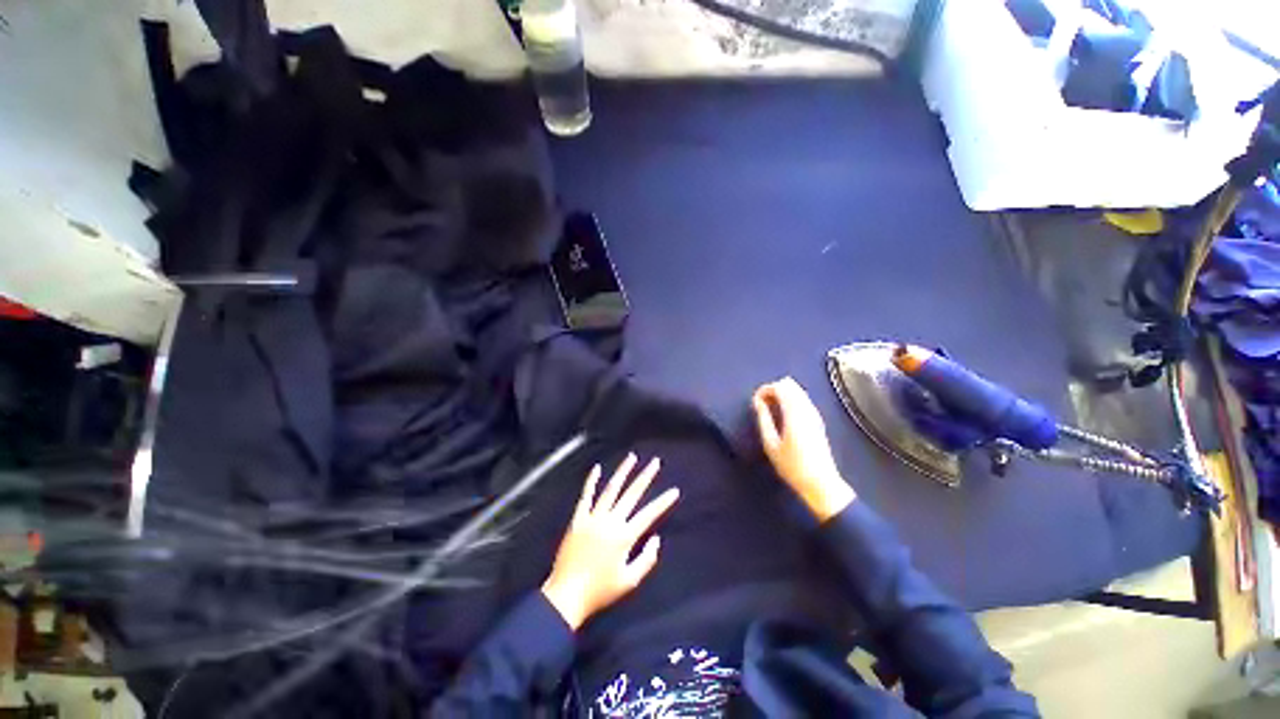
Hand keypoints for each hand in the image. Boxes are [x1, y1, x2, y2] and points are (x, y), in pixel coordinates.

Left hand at [542, 454, 679, 629]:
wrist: (566, 595)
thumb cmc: (600, 591)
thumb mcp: (629, 581)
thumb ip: (647, 560)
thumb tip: (656, 539)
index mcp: (624, 536)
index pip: (649, 514)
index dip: (663, 501)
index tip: (674, 490)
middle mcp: (610, 521)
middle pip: (631, 494)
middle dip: (645, 477)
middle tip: (655, 462)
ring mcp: (593, 517)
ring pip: (611, 489)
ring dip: (623, 472)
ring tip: (632, 458)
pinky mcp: (578, 519)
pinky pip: (586, 496)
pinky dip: (591, 481)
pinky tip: (597, 468)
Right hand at [753, 377, 854, 520]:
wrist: (821, 483)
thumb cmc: (792, 466)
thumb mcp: (771, 444)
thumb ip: (764, 419)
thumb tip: (758, 402)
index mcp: (795, 413)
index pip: (780, 387)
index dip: (765, 390)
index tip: (755, 402)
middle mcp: (807, 409)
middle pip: (790, 384)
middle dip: (774, 389)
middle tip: (763, 405)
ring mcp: (815, 413)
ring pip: (797, 390)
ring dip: (782, 394)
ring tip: (771, 410)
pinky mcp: (818, 420)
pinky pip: (803, 399)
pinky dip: (790, 400)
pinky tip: (783, 416)